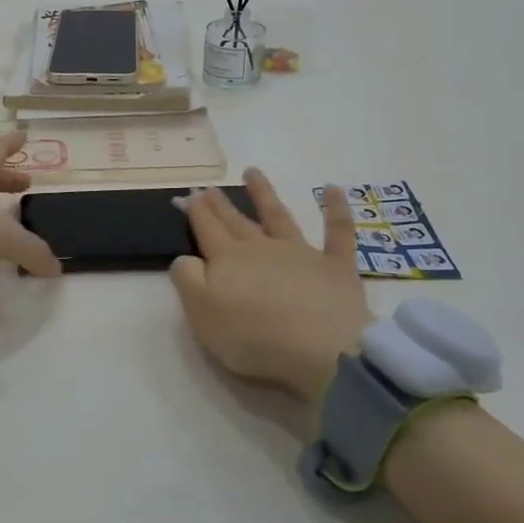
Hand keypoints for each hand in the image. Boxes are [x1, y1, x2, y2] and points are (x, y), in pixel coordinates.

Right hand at [170, 170, 369, 401]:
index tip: (189, 194)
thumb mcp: (201, 313)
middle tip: (210, 187)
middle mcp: (261, 248)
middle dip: (221, 204)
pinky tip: (333, 190)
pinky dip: (335, 210)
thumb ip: (187, 280)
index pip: (207, 228)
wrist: (321, 349)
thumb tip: (186, 258)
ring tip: (253, 172)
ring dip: (264, 194)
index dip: (196, 211)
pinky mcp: (336, 266)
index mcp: (227, 259)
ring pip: (278, 216)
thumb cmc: (253, 337)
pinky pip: (338, 232)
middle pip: (236, 221)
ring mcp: (301, 253)